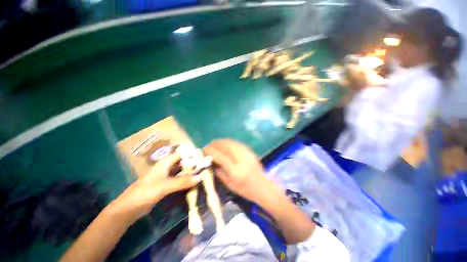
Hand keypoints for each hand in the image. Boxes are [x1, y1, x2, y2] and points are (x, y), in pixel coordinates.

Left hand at [110, 153, 201, 219]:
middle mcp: (168, 166)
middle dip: (195, 164)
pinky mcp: (168, 183)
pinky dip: (187, 179)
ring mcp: (168, 175)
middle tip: (207, 167)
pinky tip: (195, 182)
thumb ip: (182, 181)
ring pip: (183, 170)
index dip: (193, 154)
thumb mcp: (165, 186)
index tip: (205, 158)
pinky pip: (180, 179)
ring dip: (192, 172)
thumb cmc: (145, 192)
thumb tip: (200, 177)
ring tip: (204, 173)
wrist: (130, 208)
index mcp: (166, 162)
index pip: (183, 154)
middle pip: (184, 162)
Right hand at [204, 139, 268, 202]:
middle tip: (209, 145)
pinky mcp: (250, 152)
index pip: (221, 157)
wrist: (263, 187)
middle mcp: (242, 160)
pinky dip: (229, 142)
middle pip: (227, 146)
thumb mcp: (230, 185)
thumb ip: (220, 172)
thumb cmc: (246, 190)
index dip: (211, 151)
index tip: (204, 149)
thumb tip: (212, 161)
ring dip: (222, 142)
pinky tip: (225, 144)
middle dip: (216, 144)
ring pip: (232, 143)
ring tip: (215, 143)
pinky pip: (237, 143)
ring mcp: (247, 154)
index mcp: (236, 171)